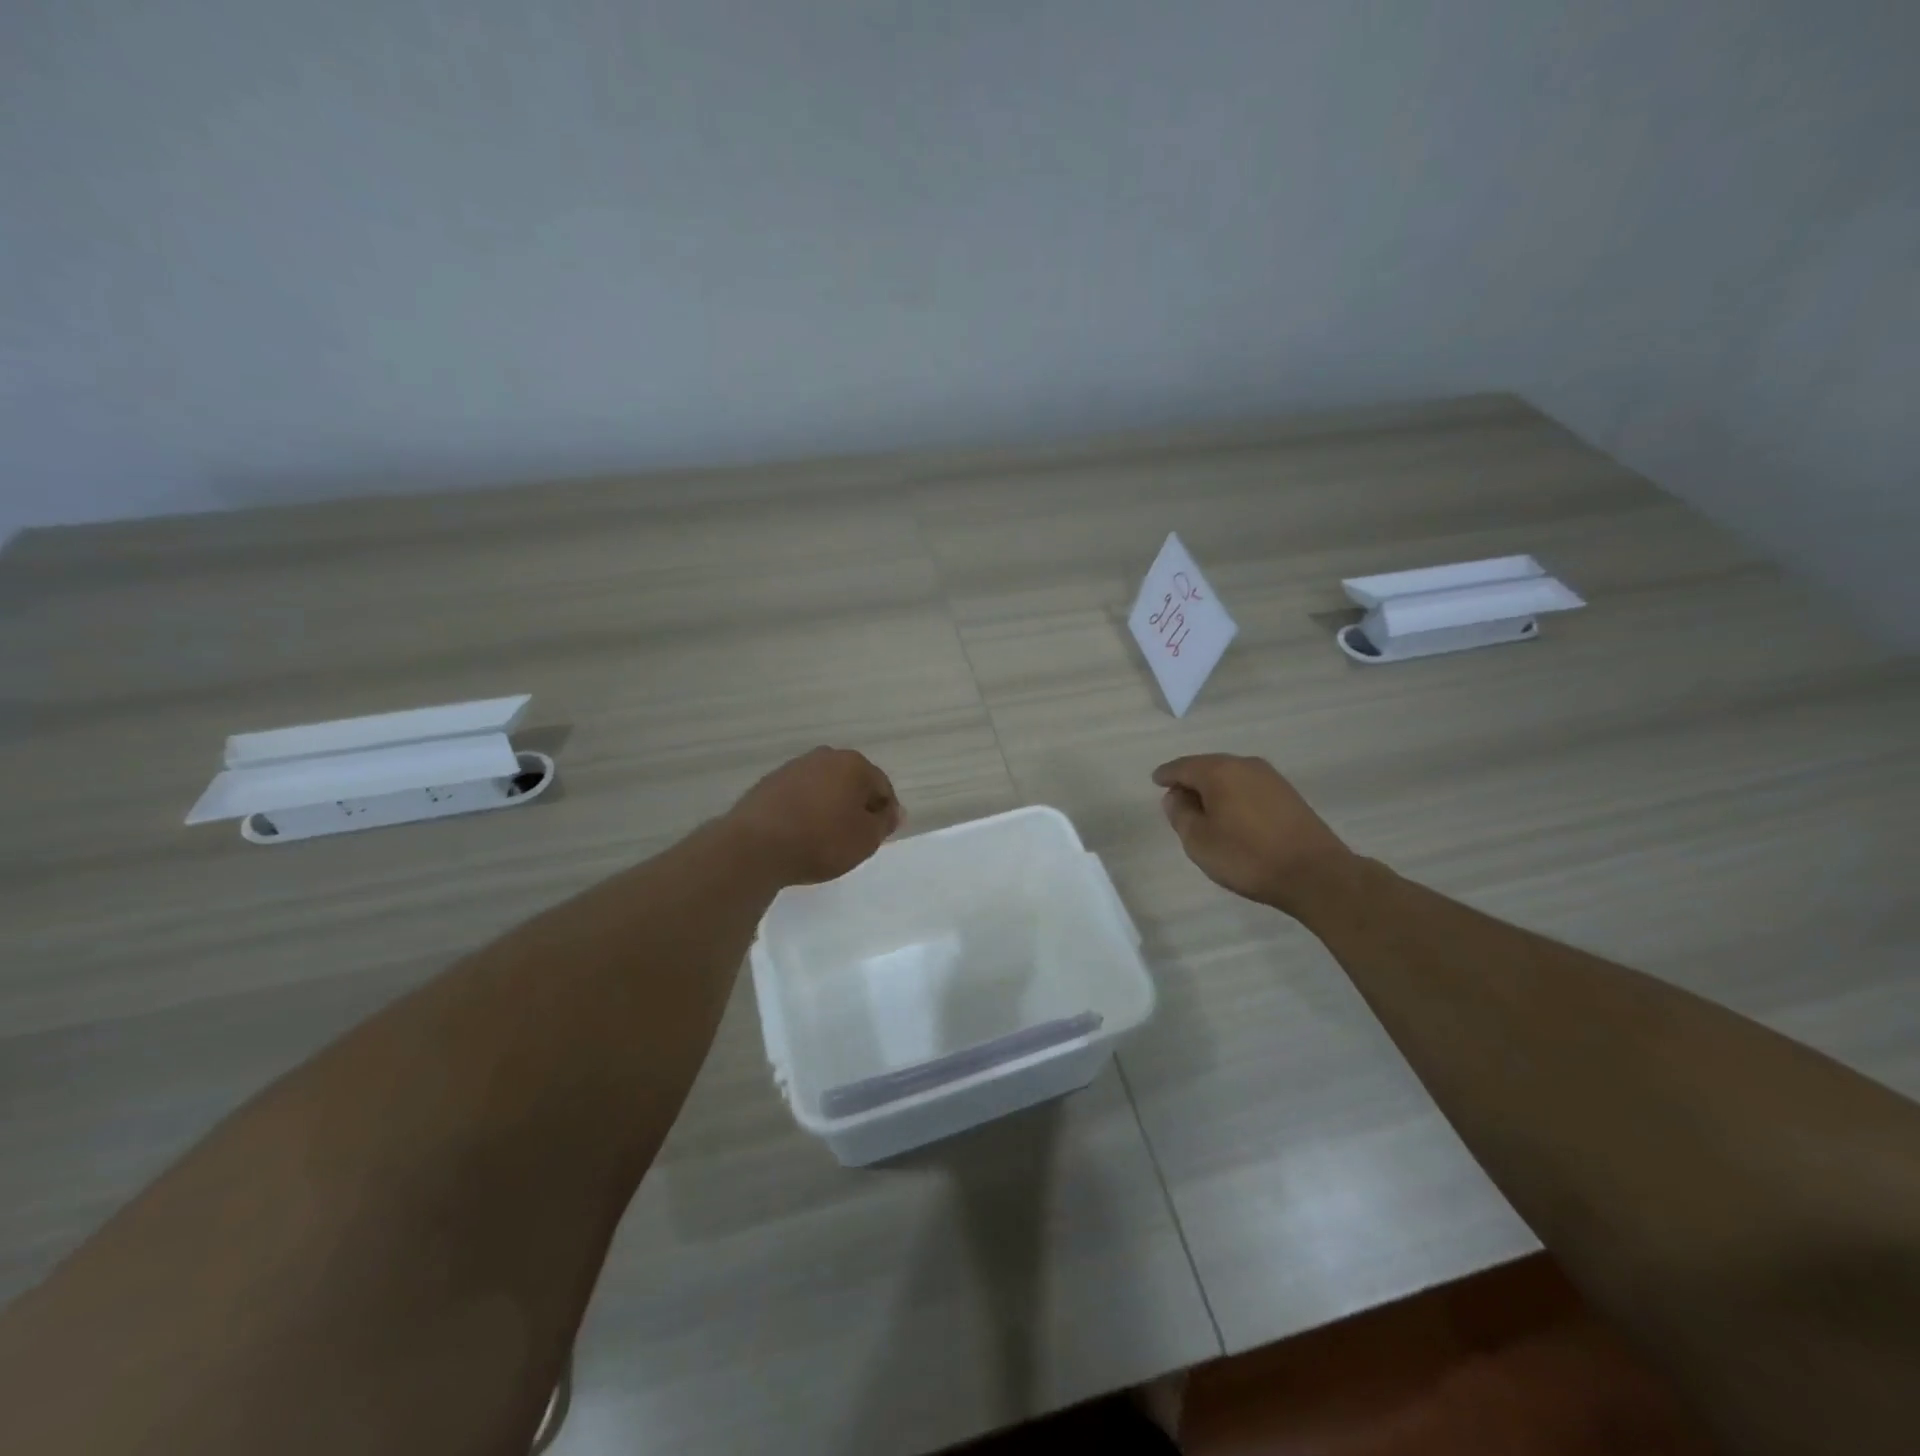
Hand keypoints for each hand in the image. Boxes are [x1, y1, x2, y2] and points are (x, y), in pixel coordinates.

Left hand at [723, 746, 900, 886]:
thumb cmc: (822, 841)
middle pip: (852, 782)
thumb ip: (885, 822)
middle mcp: (824, 757)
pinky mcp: (768, 784)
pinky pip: (798, 796)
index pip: (882, 787)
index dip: (885, 813)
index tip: (878, 837)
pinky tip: (799, 833)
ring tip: (824, 838)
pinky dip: (805, 810)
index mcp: (854, 764)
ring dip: (829, 807)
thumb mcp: (866, 839)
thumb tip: (893, 811)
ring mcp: (793, 768)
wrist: (756, 846)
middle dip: (856, 806)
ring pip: (824, 787)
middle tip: (853, 837)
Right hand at [1151, 754, 1355, 916]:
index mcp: (1218, 771)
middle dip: (1190, 780)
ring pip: (1230, 776)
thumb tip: (1175, 796)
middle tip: (1177, 799)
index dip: (1166, 775)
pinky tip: (1231, 815)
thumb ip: (1180, 814)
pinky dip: (1234, 796)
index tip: (1156, 781)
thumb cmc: (1247, 856)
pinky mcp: (1288, 794)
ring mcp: (1270, 778)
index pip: (1182, 767)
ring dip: (1214, 789)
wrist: (1315, 873)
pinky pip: (1248, 787)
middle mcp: (1245, 765)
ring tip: (1203, 811)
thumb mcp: (1199, 841)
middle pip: (1208, 767)